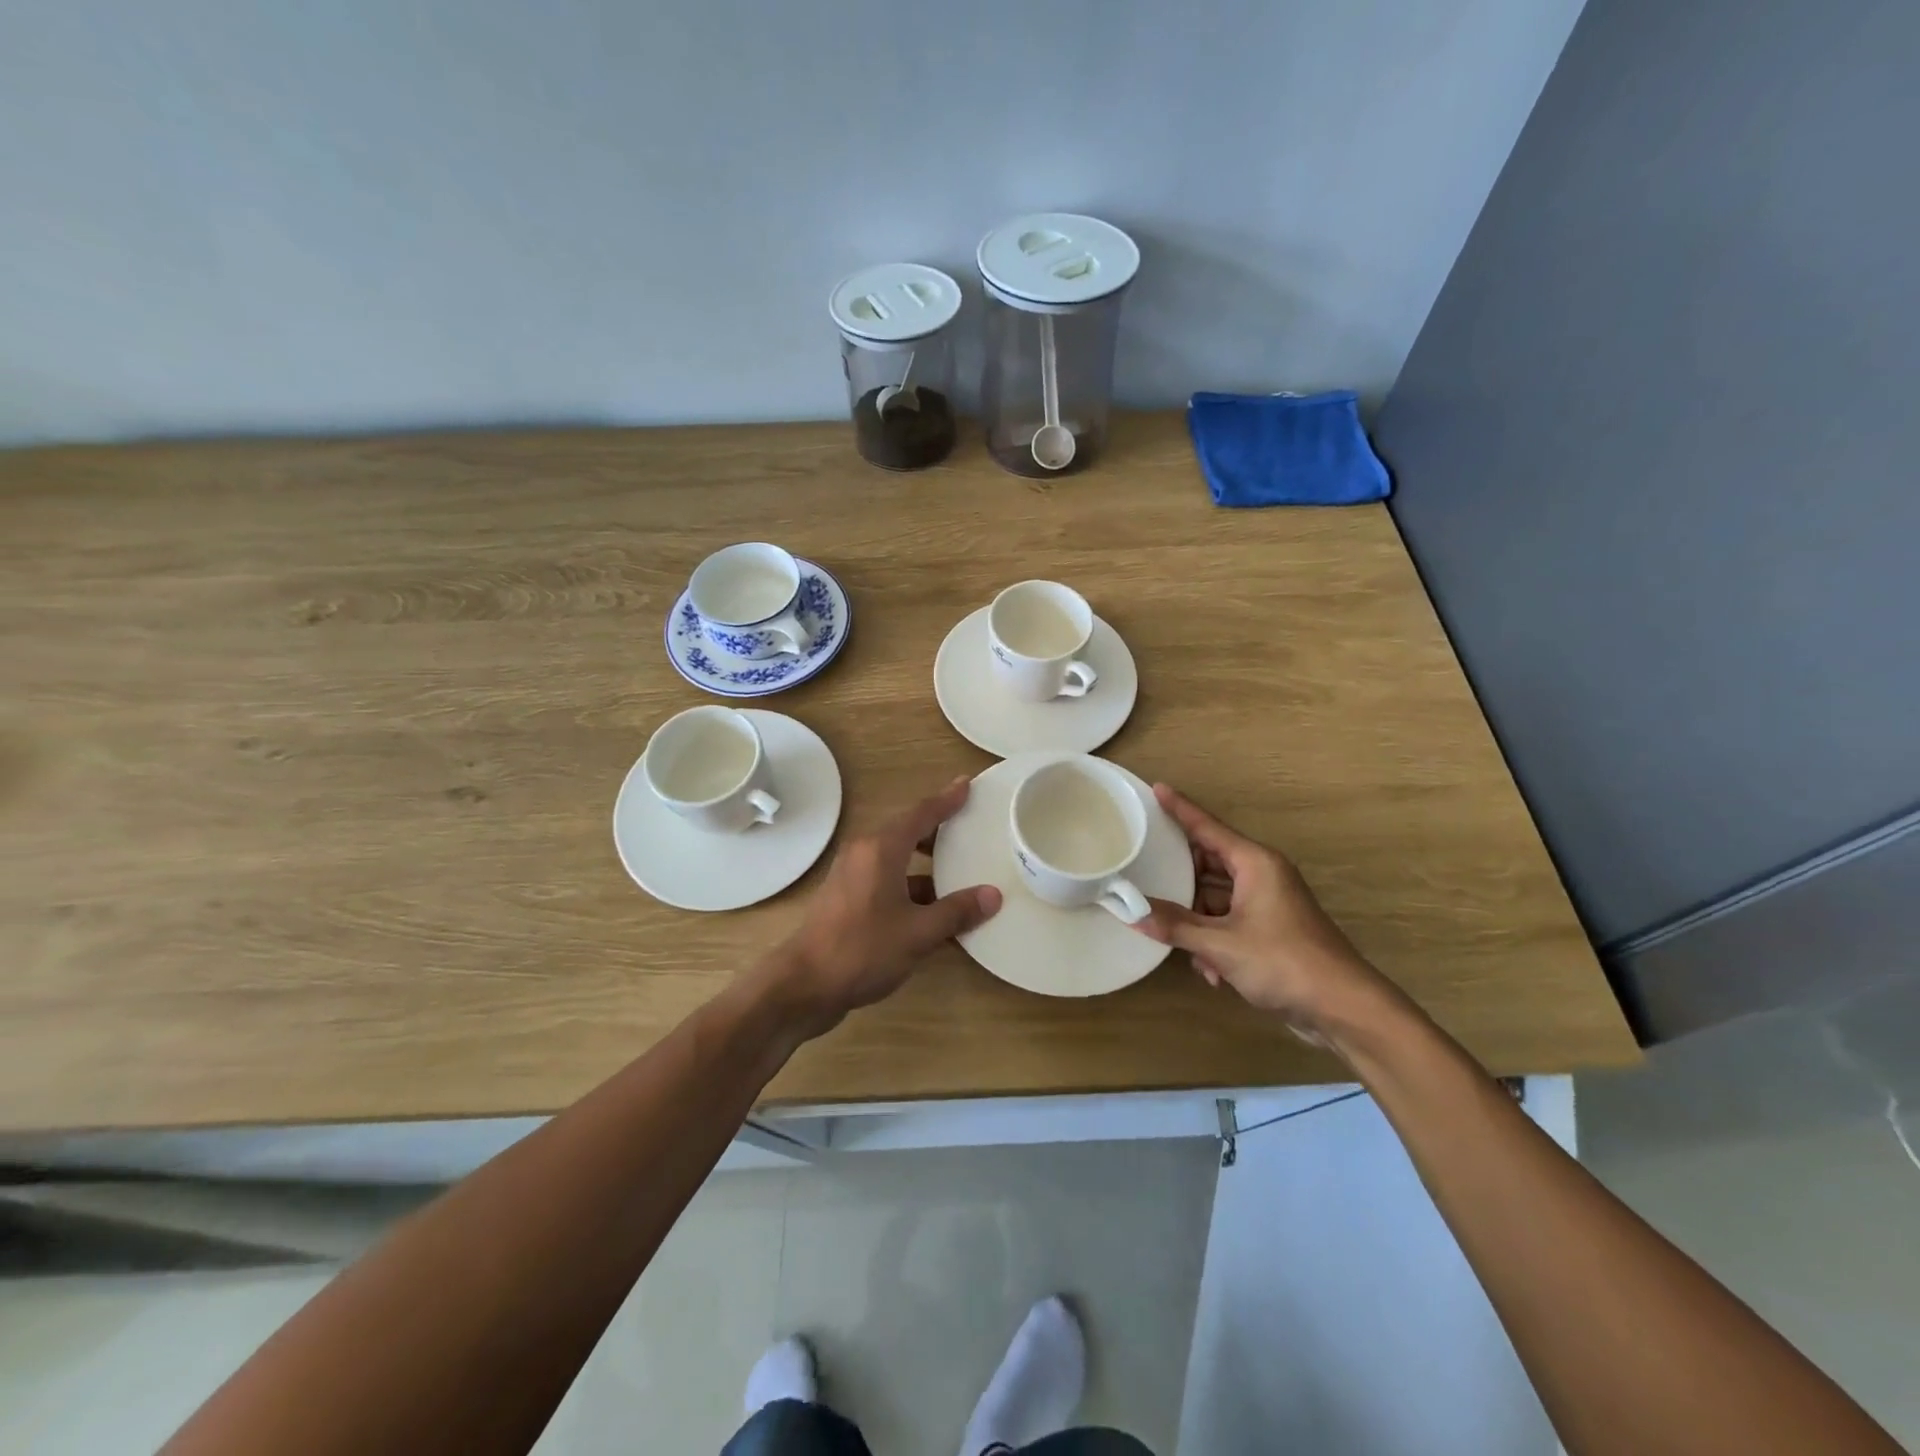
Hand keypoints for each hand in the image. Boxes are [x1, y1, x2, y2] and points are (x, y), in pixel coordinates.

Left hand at [768, 775, 1000, 1035]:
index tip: (966, 784)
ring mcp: (852, 876)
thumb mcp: (918, 933)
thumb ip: (956, 912)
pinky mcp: (847, 899)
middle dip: (938, 831)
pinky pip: (887, 880)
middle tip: (969, 828)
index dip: (946, 799)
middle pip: (907, 832)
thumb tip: (993, 895)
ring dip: (926, 865)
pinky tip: (934, 911)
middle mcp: (864, 853)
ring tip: (960, 873)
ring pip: (897, 859)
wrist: (804, 985)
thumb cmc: (862, 950)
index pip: (921, 813)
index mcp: (881, 849)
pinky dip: (911, 887)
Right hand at [1136, 784, 1400, 1045]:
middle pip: (1208, 863)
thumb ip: (1175, 926)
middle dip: (1180, 878)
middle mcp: (1262, 875)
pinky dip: (1215, 939)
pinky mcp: (1272, 929)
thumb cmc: (1284, 962)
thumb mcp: (1221, 945)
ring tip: (1179, 942)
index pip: (1207, 827)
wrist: (1344, 1007)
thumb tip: (1132, 912)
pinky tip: (1210, 971)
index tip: (1156, 788)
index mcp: (1255, 864)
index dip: (1179, 808)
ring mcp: (1268, 902)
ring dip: (1197, 921)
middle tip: (1144, 871)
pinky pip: (1230, 920)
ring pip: (1217, 897)